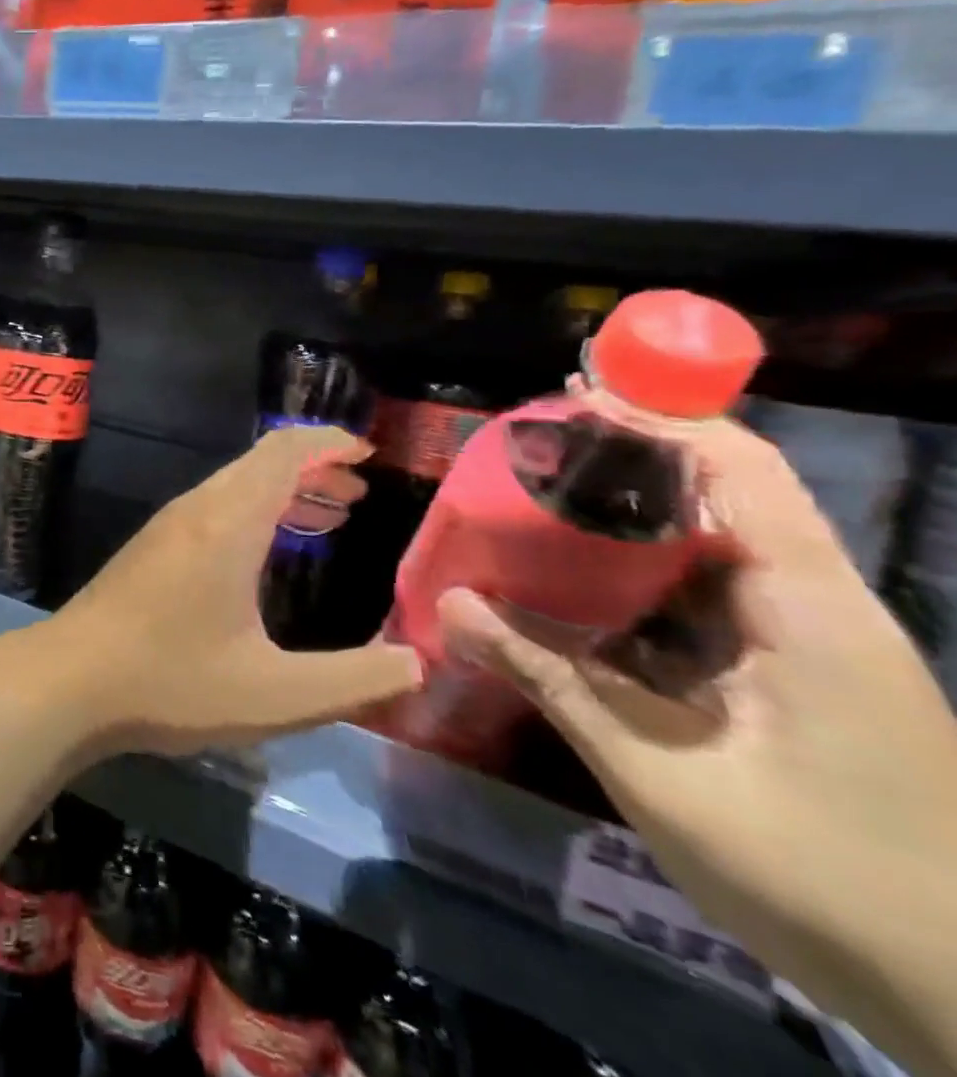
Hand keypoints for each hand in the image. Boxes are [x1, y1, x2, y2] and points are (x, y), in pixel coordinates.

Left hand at [12, 425, 421, 757]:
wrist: (69, 680)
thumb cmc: (171, 681)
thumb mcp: (276, 695)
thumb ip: (355, 680)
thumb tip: (417, 662)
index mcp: (228, 523)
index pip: (283, 452)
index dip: (328, 443)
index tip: (368, 454)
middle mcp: (196, 511)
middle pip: (260, 464)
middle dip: (313, 468)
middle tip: (358, 494)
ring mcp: (167, 527)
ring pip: (233, 486)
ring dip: (282, 490)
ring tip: (328, 515)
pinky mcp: (149, 548)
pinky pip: (212, 508)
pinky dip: (252, 511)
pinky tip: (265, 552)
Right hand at [441, 415, 956, 1063]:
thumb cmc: (826, 882)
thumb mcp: (661, 776)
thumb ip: (550, 677)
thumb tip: (450, 604)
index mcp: (813, 616)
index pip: (743, 475)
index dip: (661, 421)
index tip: (574, 393)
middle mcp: (821, 612)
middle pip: (732, 495)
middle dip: (636, 455)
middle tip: (539, 441)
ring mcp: (816, 648)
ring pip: (721, 547)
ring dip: (638, 514)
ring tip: (547, 494)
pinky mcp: (801, 680)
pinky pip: (714, 599)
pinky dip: (647, 574)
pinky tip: (586, 583)